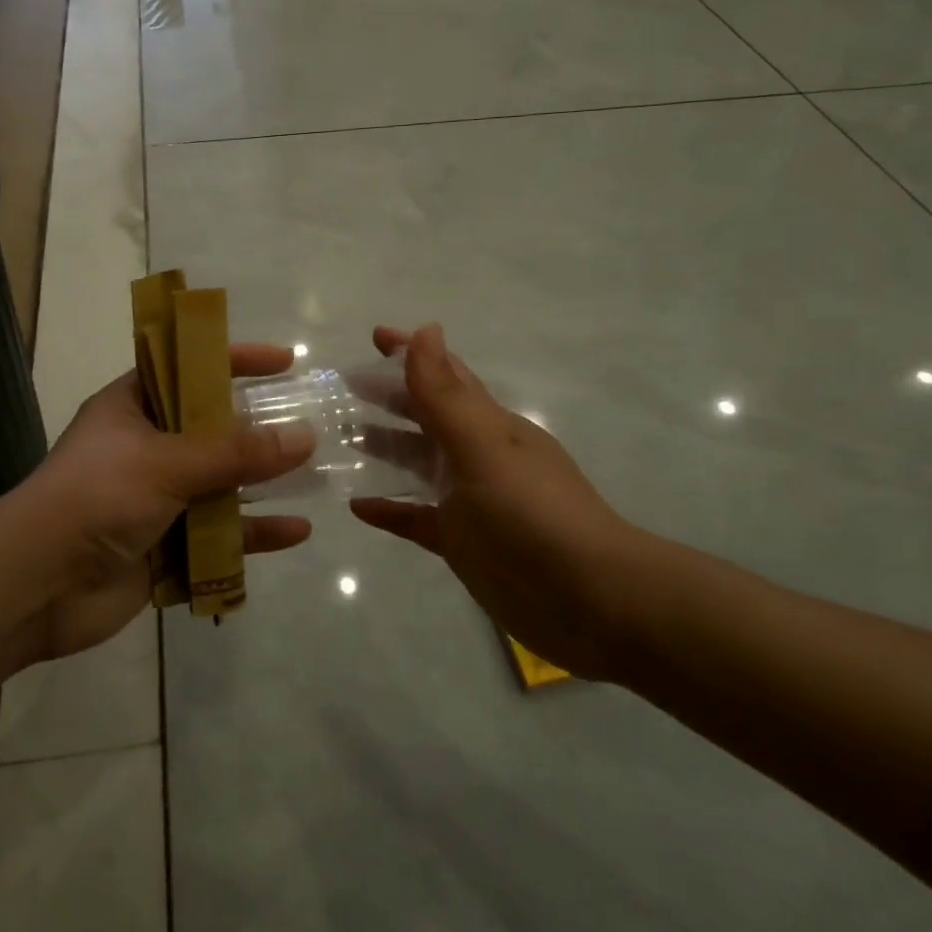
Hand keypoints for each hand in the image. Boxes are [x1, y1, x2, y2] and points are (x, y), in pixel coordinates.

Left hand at [3, 344, 315, 665]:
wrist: (35, 587)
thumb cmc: (96, 498)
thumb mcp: (167, 462)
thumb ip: (236, 452)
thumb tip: (304, 436)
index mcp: (133, 408)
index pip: (189, 368)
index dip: (235, 359)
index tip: (285, 361)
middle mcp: (146, 448)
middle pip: (213, 430)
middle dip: (259, 428)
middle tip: (310, 422)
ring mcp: (156, 500)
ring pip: (221, 485)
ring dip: (263, 483)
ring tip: (314, 477)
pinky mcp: (165, 548)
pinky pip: (219, 535)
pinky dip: (253, 534)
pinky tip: (295, 532)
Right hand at [350, 325, 638, 679]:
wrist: (591, 602)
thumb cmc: (534, 514)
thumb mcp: (484, 448)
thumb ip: (447, 395)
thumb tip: (426, 330)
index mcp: (490, 426)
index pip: (446, 376)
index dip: (412, 353)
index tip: (374, 335)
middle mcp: (478, 456)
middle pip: (427, 416)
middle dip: (390, 396)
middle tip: (344, 385)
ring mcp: (470, 502)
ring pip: (419, 464)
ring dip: (384, 447)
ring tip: (341, 436)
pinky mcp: (462, 543)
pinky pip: (416, 518)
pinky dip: (389, 509)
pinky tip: (357, 506)